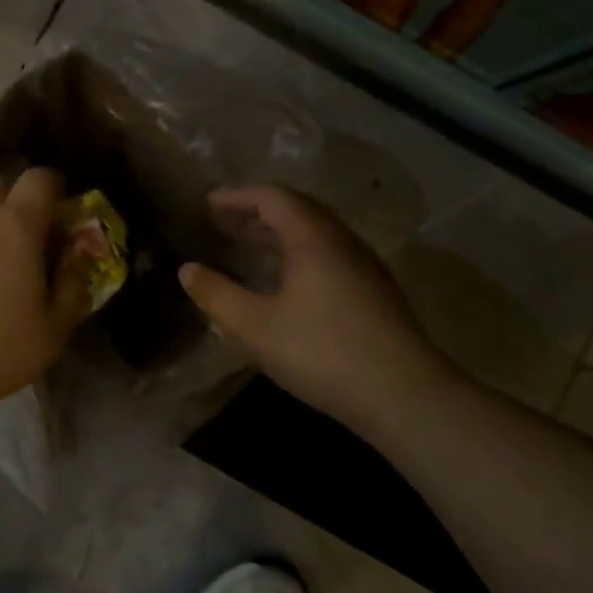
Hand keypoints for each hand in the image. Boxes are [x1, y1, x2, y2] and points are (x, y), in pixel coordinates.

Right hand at [179, 184, 463, 429]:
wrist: (406, 396)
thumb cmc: (324, 352)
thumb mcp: (257, 327)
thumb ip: (218, 295)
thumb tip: (187, 269)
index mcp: (313, 238)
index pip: (272, 197)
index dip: (237, 196)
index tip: (207, 204)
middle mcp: (342, 241)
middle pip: (297, 209)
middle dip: (257, 211)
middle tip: (223, 221)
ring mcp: (363, 265)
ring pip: (315, 233)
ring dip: (278, 232)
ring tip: (247, 245)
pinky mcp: (374, 291)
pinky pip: (327, 253)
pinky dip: (297, 252)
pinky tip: (285, 281)